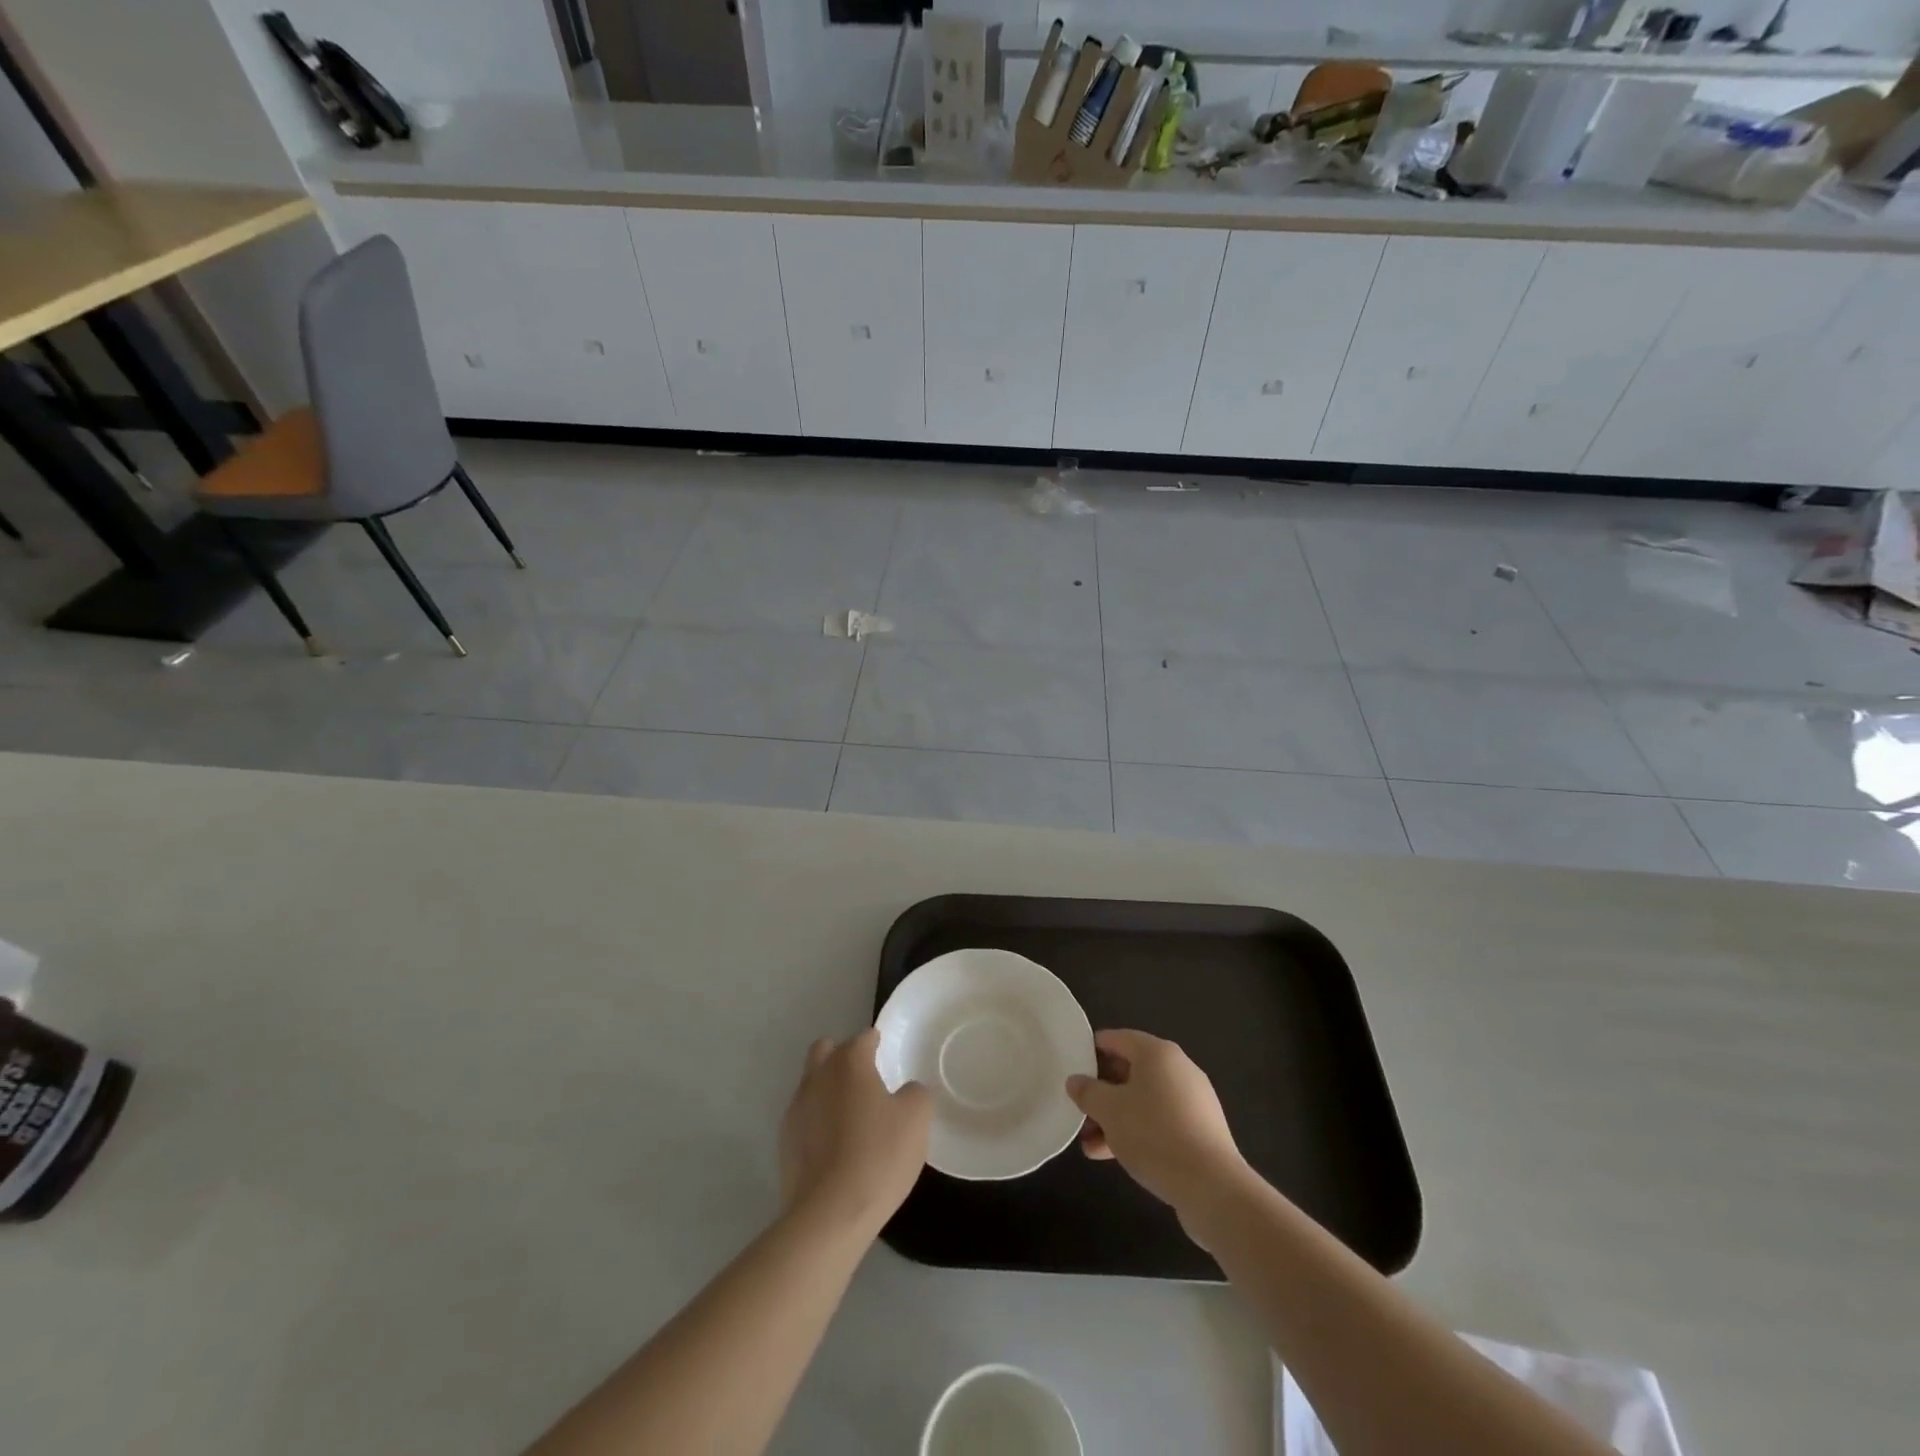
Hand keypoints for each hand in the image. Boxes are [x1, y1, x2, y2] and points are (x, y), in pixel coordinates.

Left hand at [779, 1029, 931, 1238]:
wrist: (828, 1215)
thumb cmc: (878, 1156)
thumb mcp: (916, 1119)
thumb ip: (916, 1093)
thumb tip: (907, 1091)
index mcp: (848, 1062)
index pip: (863, 1037)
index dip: (877, 1042)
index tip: (888, 1055)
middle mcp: (817, 1077)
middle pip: (825, 1050)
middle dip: (843, 1056)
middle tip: (866, 1080)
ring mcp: (796, 1109)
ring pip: (812, 1083)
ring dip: (829, 1090)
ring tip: (852, 1117)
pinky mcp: (784, 1142)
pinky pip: (804, 1117)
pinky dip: (818, 1121)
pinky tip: (836, 1146)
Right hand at [1066, 1030, 1250, 1229]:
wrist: (1212, 1187)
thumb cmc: (1154, 1135)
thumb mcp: (1109, 1111)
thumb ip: (1088, 1092)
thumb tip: (1075, 1081)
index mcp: (1158, 1053)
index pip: (1117, 1039)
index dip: (1091, 1051)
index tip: (1071, 1069)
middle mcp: (1178, 1069)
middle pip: (1129, 1071)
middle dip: (1101, 1093)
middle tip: (1078, 1111)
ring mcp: (1192, 1101)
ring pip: (1143, 1101)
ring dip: (1114, 1118)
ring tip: (1088, 1144)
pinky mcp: (1200, 1131)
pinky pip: (1159, 1122)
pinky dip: (1136, 1132)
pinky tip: (1112, 1156)